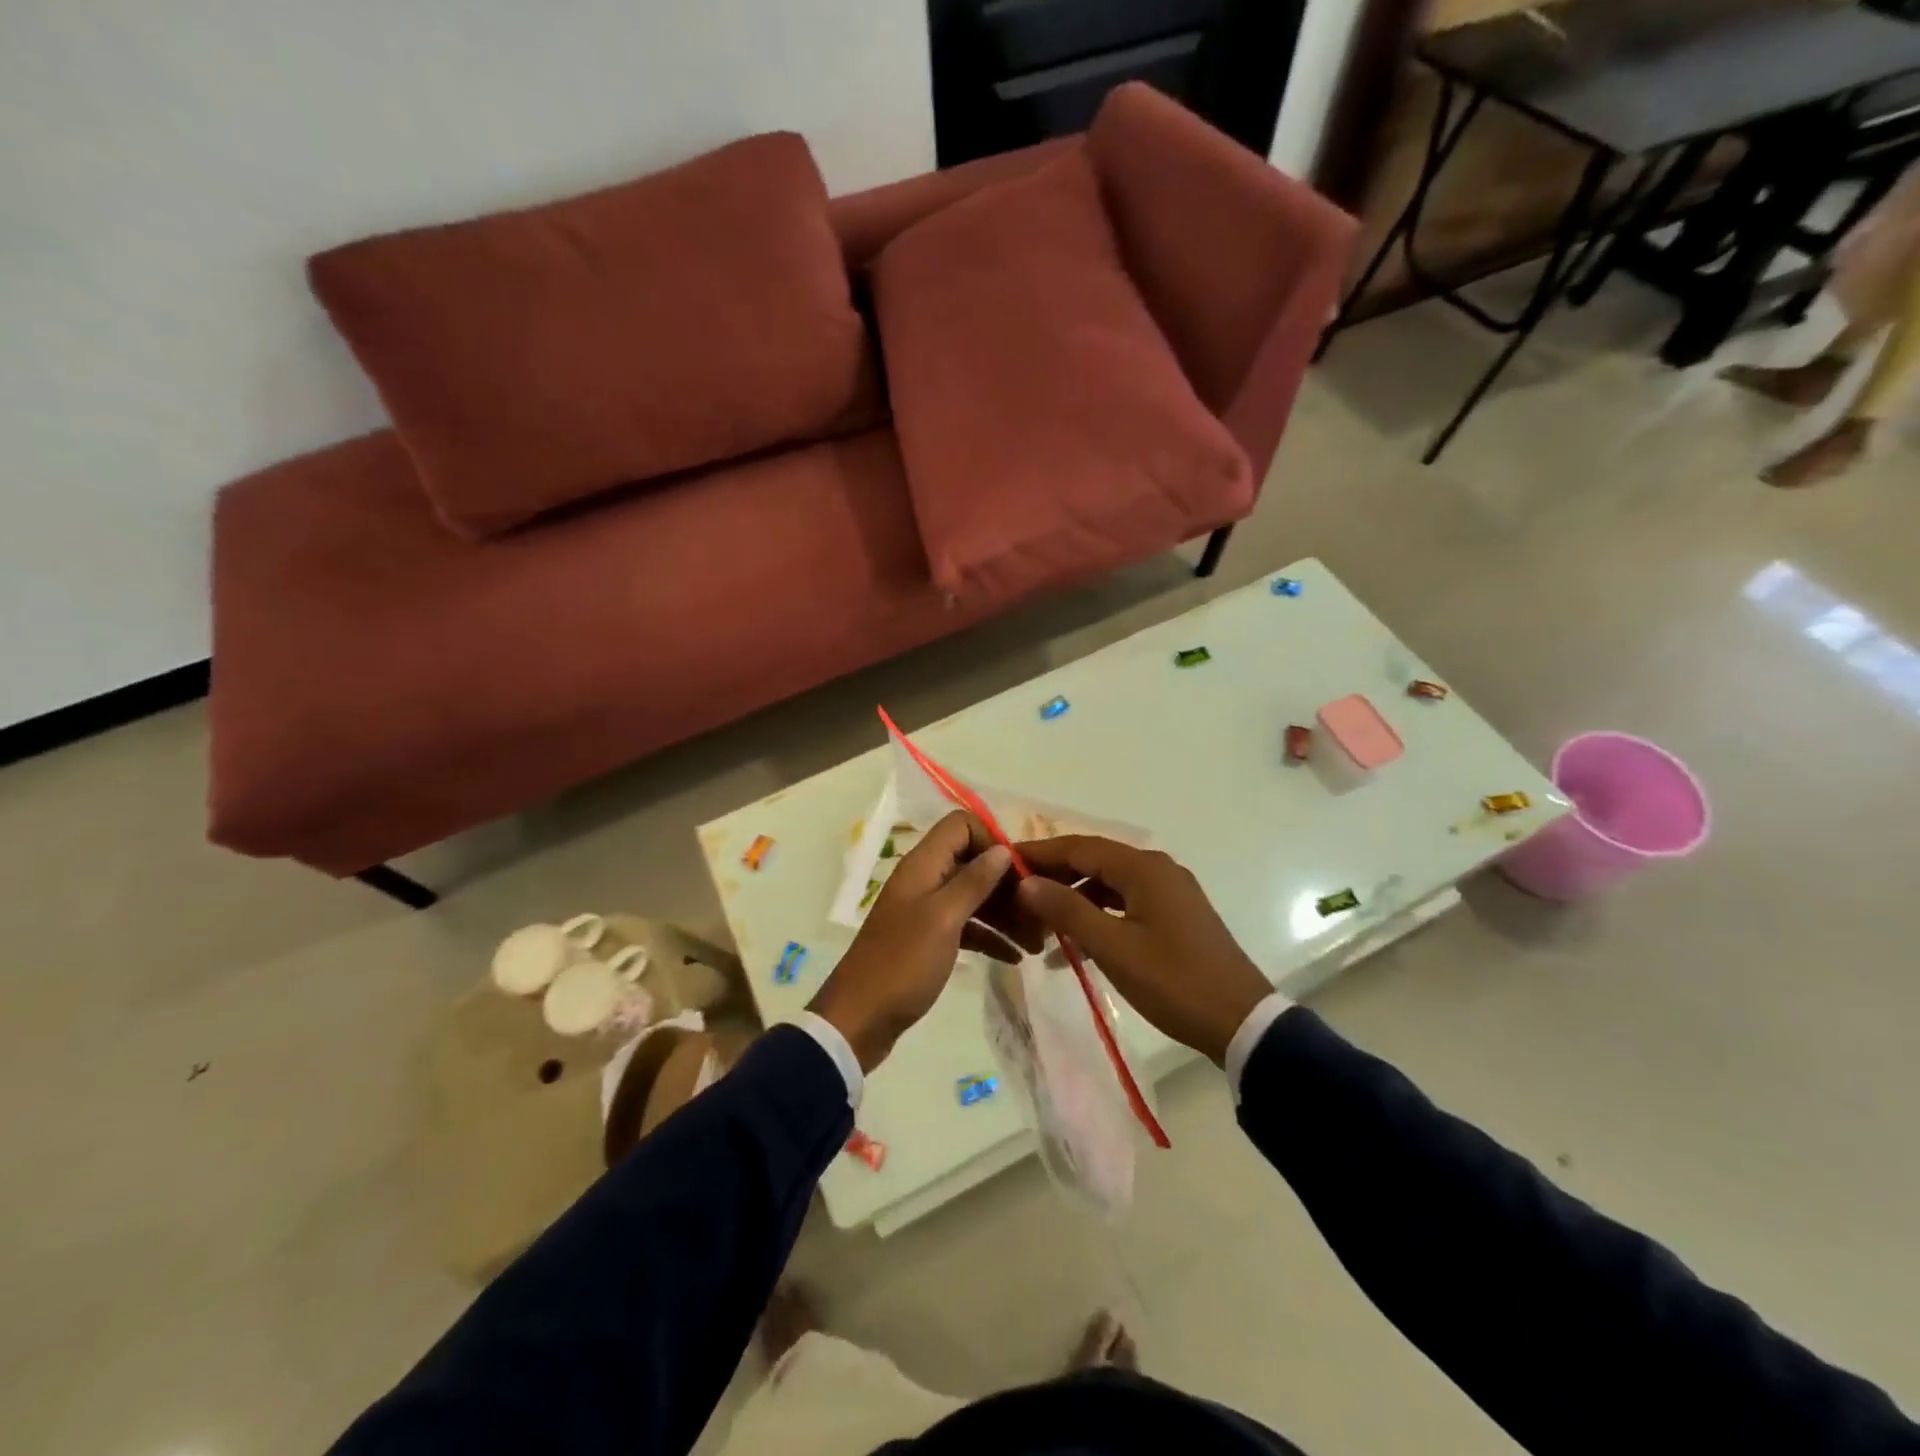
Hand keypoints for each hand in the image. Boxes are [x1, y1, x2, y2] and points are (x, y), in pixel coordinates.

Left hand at [808, 812, 1041, 1071]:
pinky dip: (990, 936)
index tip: (1020, 872)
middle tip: (1040, 914)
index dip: (992, 840)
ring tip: (1037, 941)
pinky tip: (1015, 957)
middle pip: (972, 862)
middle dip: (1007, 883)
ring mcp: (926, 910)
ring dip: (1005, 913)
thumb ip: (973, 881)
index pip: (961, 826)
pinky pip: (967, 926)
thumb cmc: (903, 962)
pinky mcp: (929, 940)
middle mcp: (925, 880)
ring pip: (973, 897)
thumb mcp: (943, 918)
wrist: (860, 1019)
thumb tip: (1002, 849)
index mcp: (923, 865)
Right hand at [1014, 836, 1270, 1066]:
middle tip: (1015, 894)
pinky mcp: (1175, 916)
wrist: (1241, 1022)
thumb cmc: (1173, 981)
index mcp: (1143, 868)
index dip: (1039, 853)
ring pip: (1109, 885)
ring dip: (1074, 901)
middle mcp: (1157, 869)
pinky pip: (1125, 904)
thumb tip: (1026, 882)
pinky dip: (1098, 917)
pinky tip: (1074, 945)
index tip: (1004, 860)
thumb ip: (1067, 910)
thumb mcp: (1113, 948)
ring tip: (1039, 925)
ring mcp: (1169, 892)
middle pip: (1094, 862)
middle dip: (1054, 877)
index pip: (1079, 847)